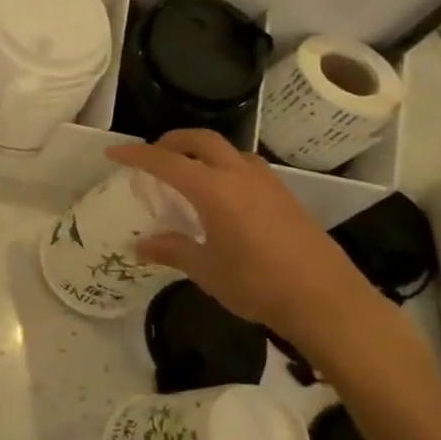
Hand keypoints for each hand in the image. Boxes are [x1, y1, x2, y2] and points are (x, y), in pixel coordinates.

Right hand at [107, 130, 377, 351]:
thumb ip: (172, 250)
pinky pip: (247, 167)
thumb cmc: (257, 283)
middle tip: (155, 155)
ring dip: (203, 152)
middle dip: (173, 140)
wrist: (326, 300)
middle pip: (201, 139)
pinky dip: (225, 168)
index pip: (166, 161)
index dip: (136, 154)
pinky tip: (224, 196)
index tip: (114, 152)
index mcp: (214, 189)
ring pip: (229, 150)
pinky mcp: (286, 197)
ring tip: (189, 173)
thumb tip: (141, 246)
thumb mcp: (206, 270)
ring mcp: (268, 183)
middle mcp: (240, 175)